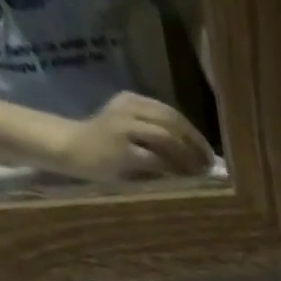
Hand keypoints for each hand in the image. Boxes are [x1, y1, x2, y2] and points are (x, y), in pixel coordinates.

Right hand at [49, 92, 215, 181]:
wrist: (71, 148)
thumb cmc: (105, 146)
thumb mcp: (131, 132)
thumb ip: (156, 138)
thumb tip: (193, 157)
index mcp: (133, 101)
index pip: (171, 113)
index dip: (193, 133)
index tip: (208, 152)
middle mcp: (129, 109)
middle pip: (172, 123)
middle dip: (195, 145)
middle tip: (209, 165)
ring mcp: (124, 128)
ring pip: (167, 138)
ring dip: (188, 157)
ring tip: (200, 173)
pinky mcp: (122, 150)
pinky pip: (156, 159)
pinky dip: (173, 169)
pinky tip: (183, 179)